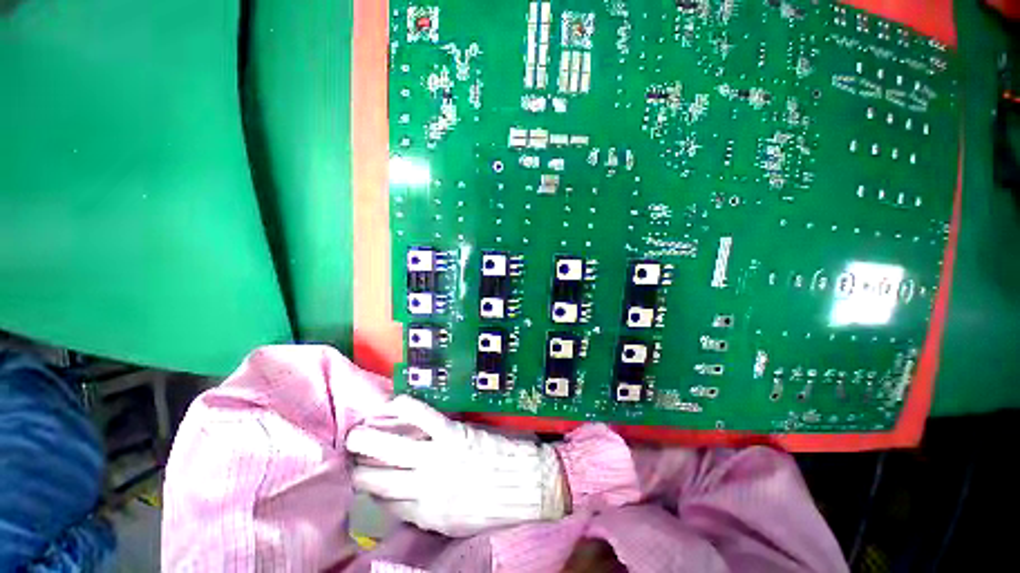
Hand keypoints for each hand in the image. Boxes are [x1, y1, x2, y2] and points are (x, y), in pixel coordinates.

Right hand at [346, 396, 568, 536]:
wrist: (528, 483)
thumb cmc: (496, 503)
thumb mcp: (457, 522)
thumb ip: (427, 512)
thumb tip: (402, 500)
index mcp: (427, 515)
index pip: (384, 504)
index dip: (368, 490)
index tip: (358, 477)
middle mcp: (425, 489)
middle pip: (378, 480)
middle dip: (357, 468)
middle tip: (347, 455)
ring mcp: (438, 458)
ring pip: (390, 449)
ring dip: (367, 440)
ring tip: (354, 434)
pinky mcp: (453, 434)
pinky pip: (420, 416)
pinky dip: (402, 408)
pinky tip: (390, 405)